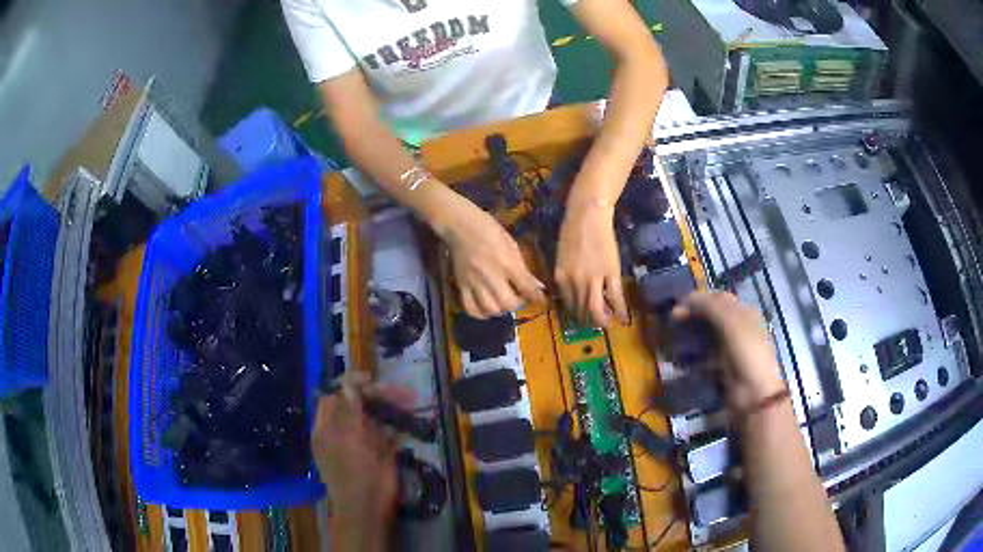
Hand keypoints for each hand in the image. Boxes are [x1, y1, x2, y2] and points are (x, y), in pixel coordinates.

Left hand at [311, 375, 413, 532]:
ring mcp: (362, 444)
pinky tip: (412, 420)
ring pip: (376, 419)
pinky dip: (399, 427)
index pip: (334, 398)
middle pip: (358, 406)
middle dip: (378, 396)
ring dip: (392, 408)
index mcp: (327, 429)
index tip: (370, 379)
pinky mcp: (380, 454)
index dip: (349, 385)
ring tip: (412, 400)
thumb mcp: (347, 439)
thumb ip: (348, 411)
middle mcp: (343, 433)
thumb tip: (348, 383)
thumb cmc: (352, 472)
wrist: (368, 507)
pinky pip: (389, 435)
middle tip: (400, 391)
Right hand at [433, 192, 544, 318]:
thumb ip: (523, 268)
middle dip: (517, 305)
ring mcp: (474, 282)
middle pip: (507, 304)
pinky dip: (481, 313)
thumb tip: (538, 287)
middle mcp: (491, 276)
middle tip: (518, 298)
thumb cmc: (489, 230)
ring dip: (500, 310)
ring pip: (490, 309)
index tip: (541, 300)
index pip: (525, 288)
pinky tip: (486, 307)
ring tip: (502, 303)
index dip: (537, 297)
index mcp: (506, 263)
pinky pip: (470, 308)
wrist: (460, 225)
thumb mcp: (511, 245)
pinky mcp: (461, 285)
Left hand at [555, 200, 628, 327]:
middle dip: (587, 320)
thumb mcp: (561, 256)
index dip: (575, 313)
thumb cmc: (573, 230)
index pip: (567, 303)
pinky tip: (624, 318)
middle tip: (594, 324)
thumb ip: (565, 273)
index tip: (581, 316)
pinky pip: (615, 297)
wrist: (588, 215)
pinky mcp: (611, 274)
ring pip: (596, 309)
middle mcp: (575, 282)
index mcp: (561, 277)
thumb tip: (570, 287)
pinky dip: (620, 310)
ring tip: (607, 325)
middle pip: (580, 310)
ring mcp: (594, 279)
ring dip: (601, 320)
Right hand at [672, 292, 784, 409]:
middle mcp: (739, 327)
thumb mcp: (730, 322)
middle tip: (673, 323)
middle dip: (693, 316)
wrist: (753, 393)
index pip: (718, 298)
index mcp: (745, 312)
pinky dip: (693, 355)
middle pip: (712, 316)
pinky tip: (682, 359)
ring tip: (675, 341)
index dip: (698, 299)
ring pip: (707, 336)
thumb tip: (686, 300)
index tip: (677, 307)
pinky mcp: (723, 367)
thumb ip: (710, 307)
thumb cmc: (746, 352)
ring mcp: (731, 349)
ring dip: (691, 336)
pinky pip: (705, 356)